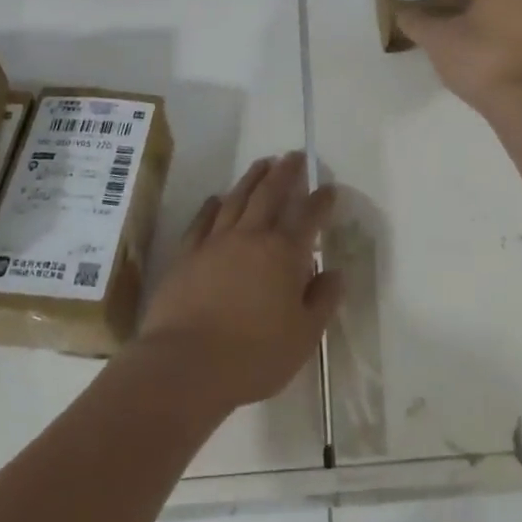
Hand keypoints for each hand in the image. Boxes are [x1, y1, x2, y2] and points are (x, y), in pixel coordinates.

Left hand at [136, 154, 340, 410]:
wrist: (186, 365)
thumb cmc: (254, 356)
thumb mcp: (304, 337)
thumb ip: (322, 301)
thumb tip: (335, 273)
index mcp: (283, 254)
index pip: (308, 217)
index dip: (320, 200)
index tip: (328, 187)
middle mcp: (250, 237)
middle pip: (270, 194)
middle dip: (285, 172)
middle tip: (294, 156)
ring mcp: (215, 242)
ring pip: (236, 199)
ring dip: (252, 178)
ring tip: (262, 163)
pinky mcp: (186, 255)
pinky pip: (202, 221)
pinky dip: (212, 206)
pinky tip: (216, 198)